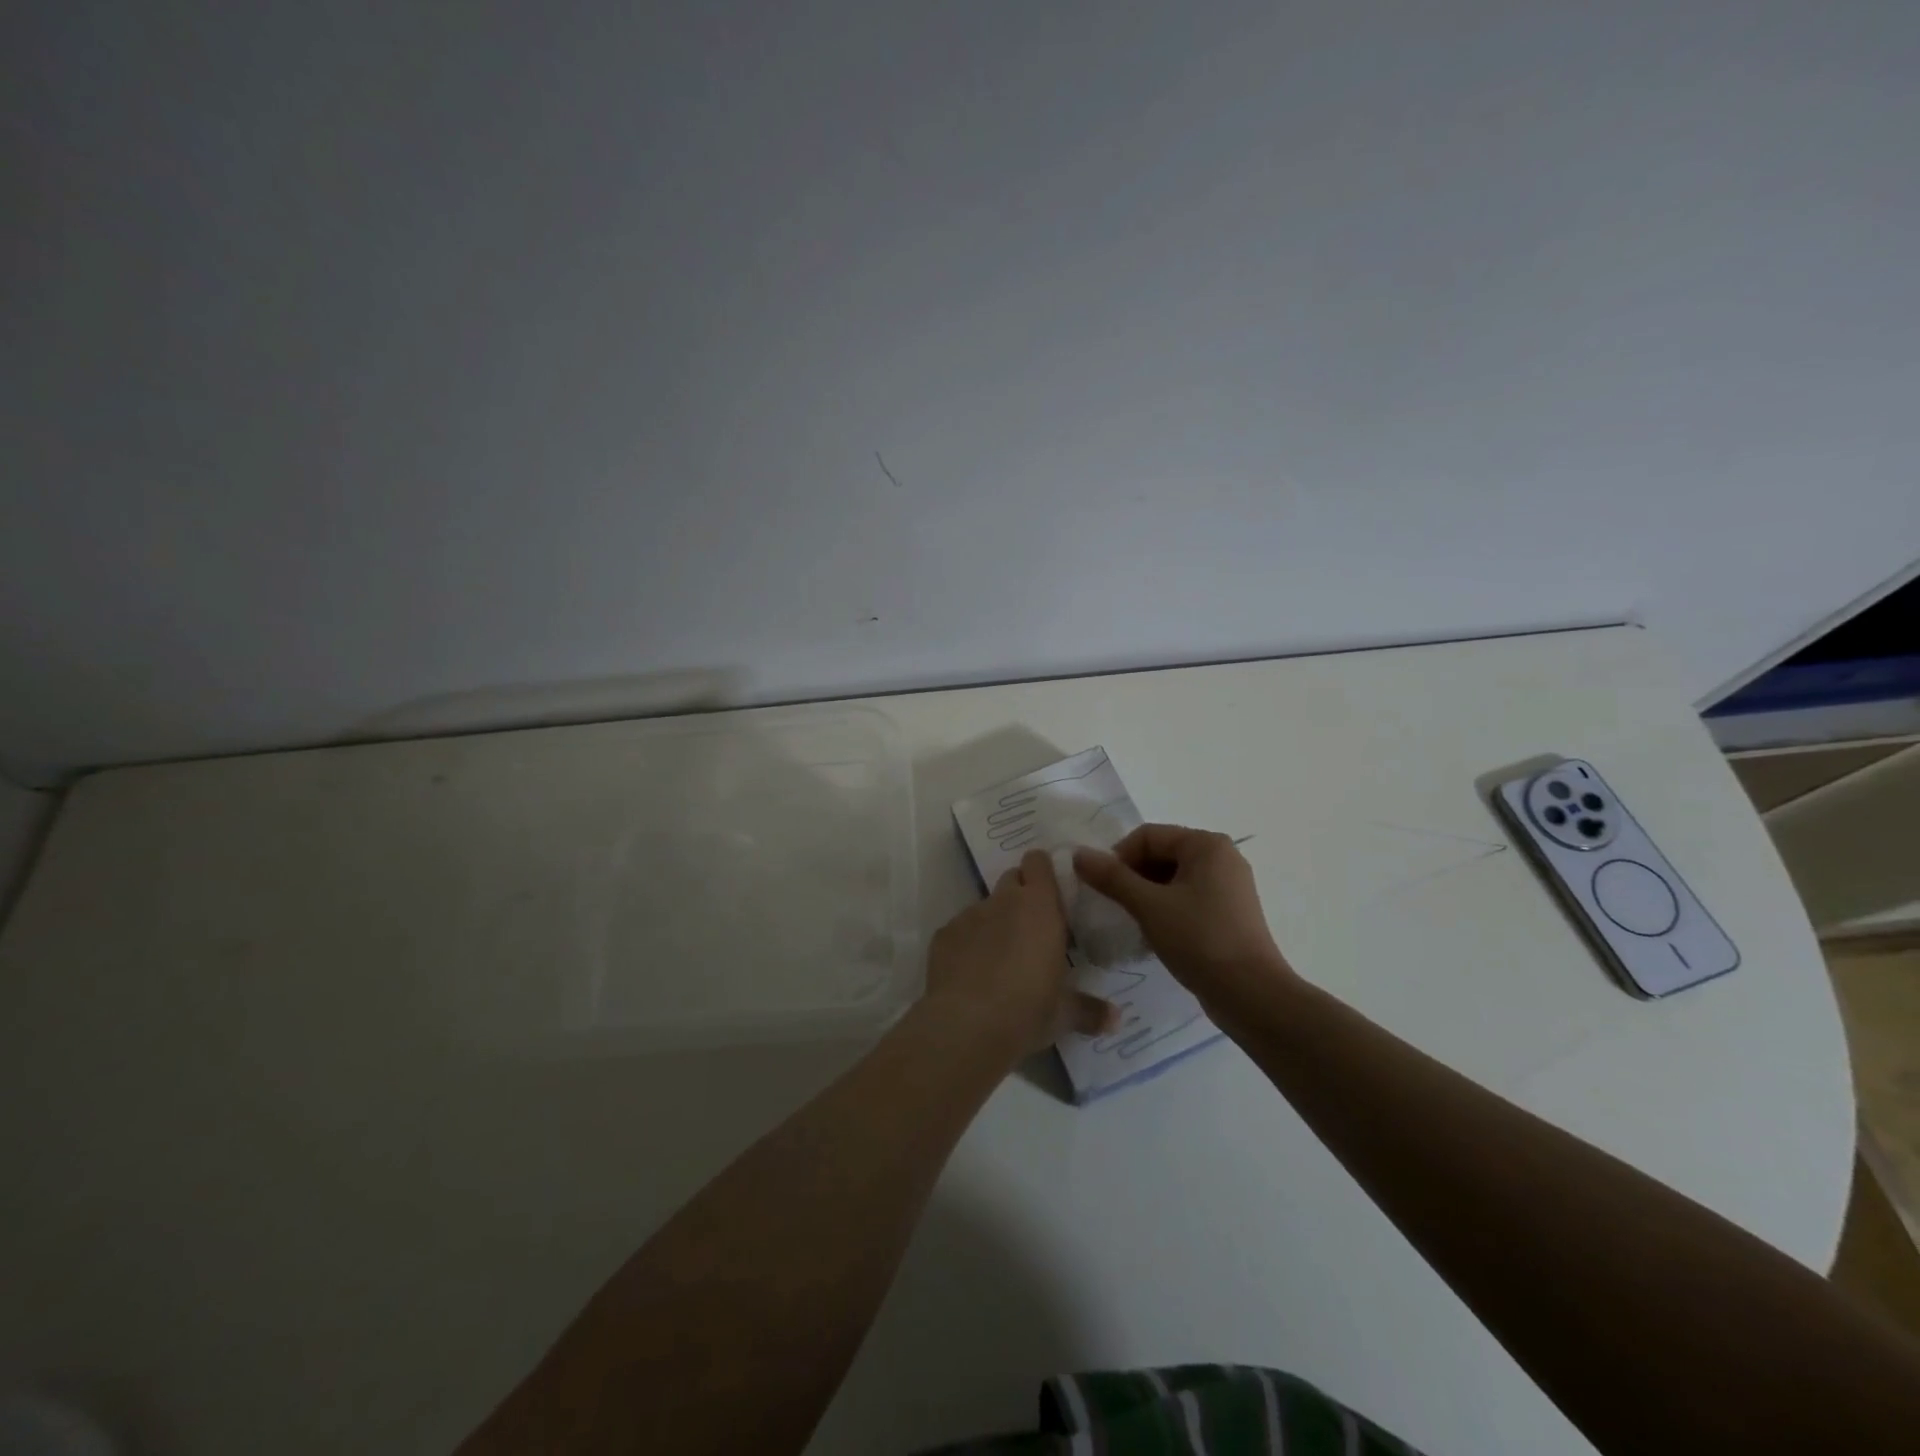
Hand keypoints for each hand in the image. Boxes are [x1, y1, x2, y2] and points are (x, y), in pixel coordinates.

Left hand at [926, 850, 1118, 1056]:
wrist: (964, 1026)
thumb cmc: (1026, 1010)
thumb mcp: (1064, 1015)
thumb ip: (1090, 1011)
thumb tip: (1117, 1020)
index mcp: (1039, 907)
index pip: (1039, 862)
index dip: (1043, 871)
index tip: (1051, 891)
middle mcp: (1003, 901)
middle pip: (1012, 878)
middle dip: (1020, 895)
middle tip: (1031, 928)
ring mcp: (969, 915)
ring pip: (985, 906)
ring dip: (994, 922)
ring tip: (1000, 959)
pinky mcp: (943, 935)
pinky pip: (960, 930)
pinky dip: (967, 944)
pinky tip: (971, 975)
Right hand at [1073, 824, 1294, 1008]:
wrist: (1251, 995)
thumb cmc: (1199, 939)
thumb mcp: (1148, 906)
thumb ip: (1112, 878)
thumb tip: (1078, 854)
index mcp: (1207, 845)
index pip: (1148, 836)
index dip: (1119, 857)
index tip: (1102, 887)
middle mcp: (1222, 857)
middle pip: (1161, 854)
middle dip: (1132, 876)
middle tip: (1114, 905)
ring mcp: (1229, 887)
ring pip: (1173, 878)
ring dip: (1146, 894)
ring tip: (1131, 920)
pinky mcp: (1229, 913)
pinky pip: (1187, 898)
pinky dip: (1165, 908)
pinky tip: (1153, 933)